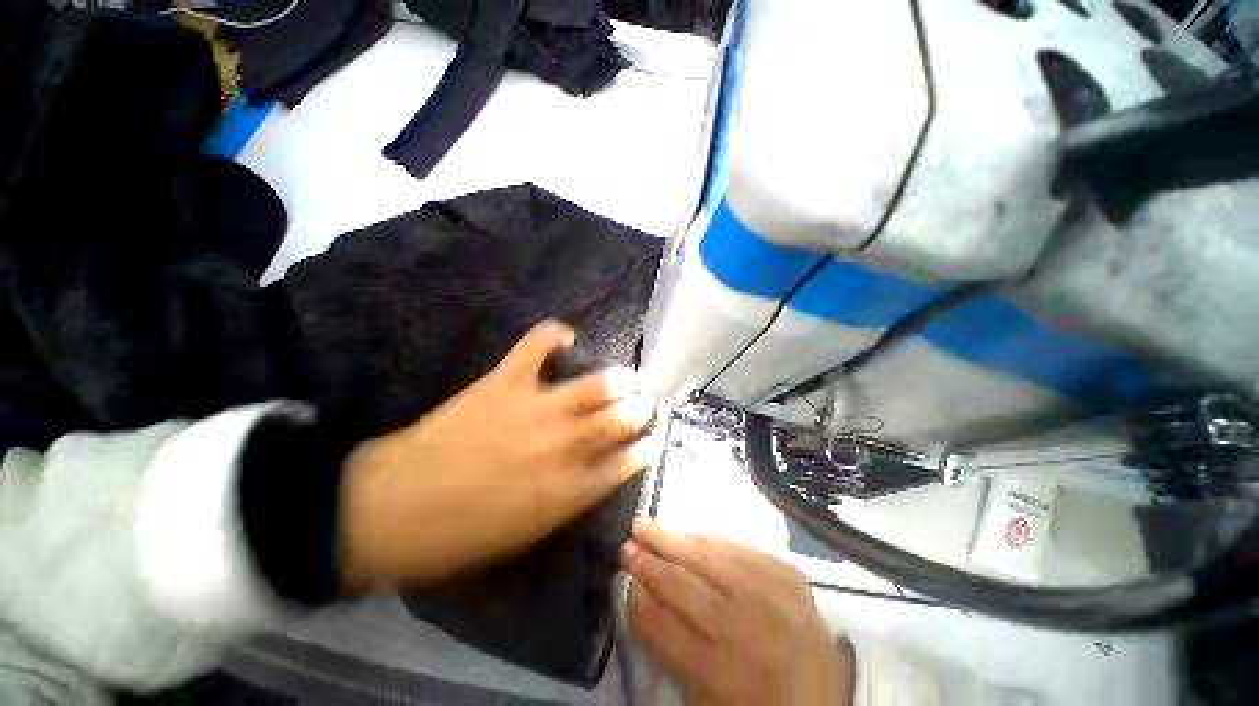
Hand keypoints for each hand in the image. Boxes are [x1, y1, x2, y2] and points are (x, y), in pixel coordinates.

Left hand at [339, 320, 660, 588]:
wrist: (392, 508)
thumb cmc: (461, 534)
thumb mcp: (528, 532)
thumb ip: (569, 498)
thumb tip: (593, 471)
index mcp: (568, 490)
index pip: (625, 462)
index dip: (644, 448)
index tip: (653, 439)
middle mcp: (563, 445)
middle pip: (619, 418)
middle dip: (640, 409)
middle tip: (645, 402)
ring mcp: (535, 408)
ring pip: (594, 385)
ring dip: (618, 380)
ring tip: (626, 378)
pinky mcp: (504, 382)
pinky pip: (536, 346)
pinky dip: (553, 335)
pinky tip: (566, 337)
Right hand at [622, 520, 852, 705]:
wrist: (824, 703)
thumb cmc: (753, 705)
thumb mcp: (701, 697)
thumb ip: (665, 647)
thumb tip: (636, 594)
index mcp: (721, 676)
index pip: (662, 624)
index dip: (638, 598)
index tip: (623, 578)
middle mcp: (747, 629)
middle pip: (683, 584)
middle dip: (648, 561)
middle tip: (626, 543)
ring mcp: (773, 597)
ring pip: (708, 557)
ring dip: (672, 540)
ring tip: (646, 527)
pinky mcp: (790, 576)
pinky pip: (739, 547)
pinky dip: (708, 540)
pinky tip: (689, 534)